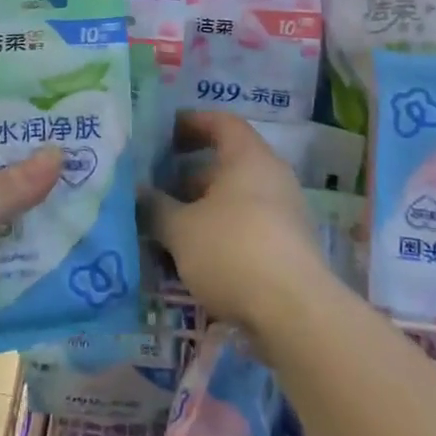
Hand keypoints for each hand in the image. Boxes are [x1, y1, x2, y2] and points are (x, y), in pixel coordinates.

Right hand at [144, 110, 329, 342]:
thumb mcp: (181, 229)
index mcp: (249, 156)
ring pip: (236, 200)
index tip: (166, 134)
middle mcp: (272, 176)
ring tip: (169, 230)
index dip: (192, 123)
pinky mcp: (289, 247)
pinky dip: (221, 234)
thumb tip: (139, 193)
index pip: (221, 122)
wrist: (295, 313)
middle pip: (227, 164)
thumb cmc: (233, 250)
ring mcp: (285, 212)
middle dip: (190, 177)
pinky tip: (196, 259)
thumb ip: (156, 207)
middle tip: (157, 189)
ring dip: (203, 210)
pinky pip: (248, 227)